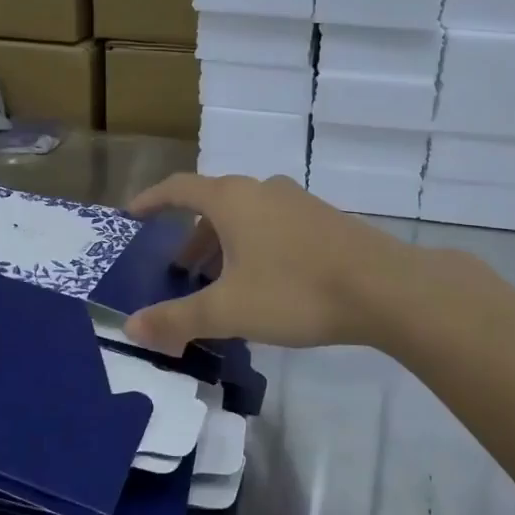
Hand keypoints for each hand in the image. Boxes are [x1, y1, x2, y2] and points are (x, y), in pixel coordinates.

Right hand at [122, 172, 405, 353]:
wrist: (384, 288)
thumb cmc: (295, 291)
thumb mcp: (229, 311)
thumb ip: (178, 319)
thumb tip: (131, 326)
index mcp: (232, 199)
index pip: (179, 188)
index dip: (151, 200)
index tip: (132, 215)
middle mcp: (262, 190)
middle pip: (213, 204)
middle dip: (191, 235)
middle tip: (180, 269)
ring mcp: (296, 202)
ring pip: (245, 216)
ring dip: (223, 243)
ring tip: (219, 282)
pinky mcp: (322, 220)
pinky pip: (272, 225)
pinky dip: (253, 246)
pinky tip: (263, 283)